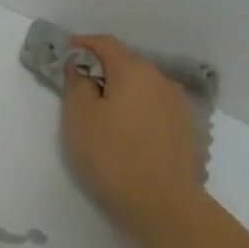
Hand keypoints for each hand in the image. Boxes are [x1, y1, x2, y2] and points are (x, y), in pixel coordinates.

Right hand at [62, 34, 203, 240]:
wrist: (162, 204)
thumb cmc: (112, 155)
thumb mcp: (79, 117)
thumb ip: (76, 83)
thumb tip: (80, 65)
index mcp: (134, 70)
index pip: (106, 43)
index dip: (83, 43)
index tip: (64, 52)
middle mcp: (160, 80)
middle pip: (126, 62)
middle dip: (101, 68)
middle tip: (77, 86)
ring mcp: (177, 105)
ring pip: (141, 86)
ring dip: (119, 90)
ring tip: (100, 111)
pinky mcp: (184, 129)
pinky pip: (152, 106)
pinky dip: (135, 107)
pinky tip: (125, 129)